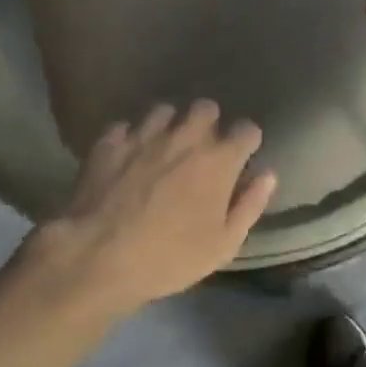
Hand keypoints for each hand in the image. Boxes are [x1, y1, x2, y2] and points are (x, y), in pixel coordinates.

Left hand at [22, 101, 276, 312]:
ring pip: (164, 111)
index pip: (247, 131)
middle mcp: (185, 138)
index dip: (247, 142)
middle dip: (209, 123)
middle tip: (203, 149)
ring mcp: (144, 137)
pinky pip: (125, 127)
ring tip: (164, 147)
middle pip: (206, 108)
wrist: (97, 258)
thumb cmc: (170, 257)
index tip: (242, 157)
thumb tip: (268, 175)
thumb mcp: (224, 244)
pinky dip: (130, 138)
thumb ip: (250, 205)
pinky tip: (128, 156)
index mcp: (219, 161)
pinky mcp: (109, 144)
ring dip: (170, 125)